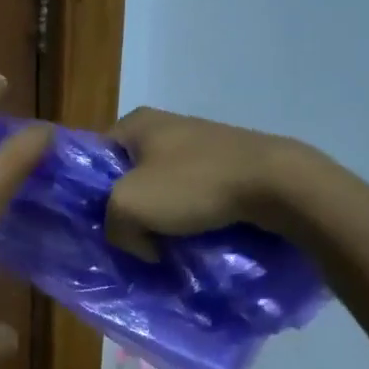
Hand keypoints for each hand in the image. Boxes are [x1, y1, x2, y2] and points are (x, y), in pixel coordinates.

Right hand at [105, 107, 303, 259]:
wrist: (276, 184)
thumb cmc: (194, 184)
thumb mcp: (129, 206)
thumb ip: (114, 225)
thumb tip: (139, 242)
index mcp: (136, 122)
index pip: (96, 159)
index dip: (92, 194)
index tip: (104, 224)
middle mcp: (166, 125)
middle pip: (130, 175)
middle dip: (130, 210)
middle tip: (134, 241)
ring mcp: (200, 143)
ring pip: (163, 188)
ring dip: (163, 217)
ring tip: (167, 245)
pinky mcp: (227, 162)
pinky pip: (194, 193)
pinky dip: (192, 215)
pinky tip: (196, 236)